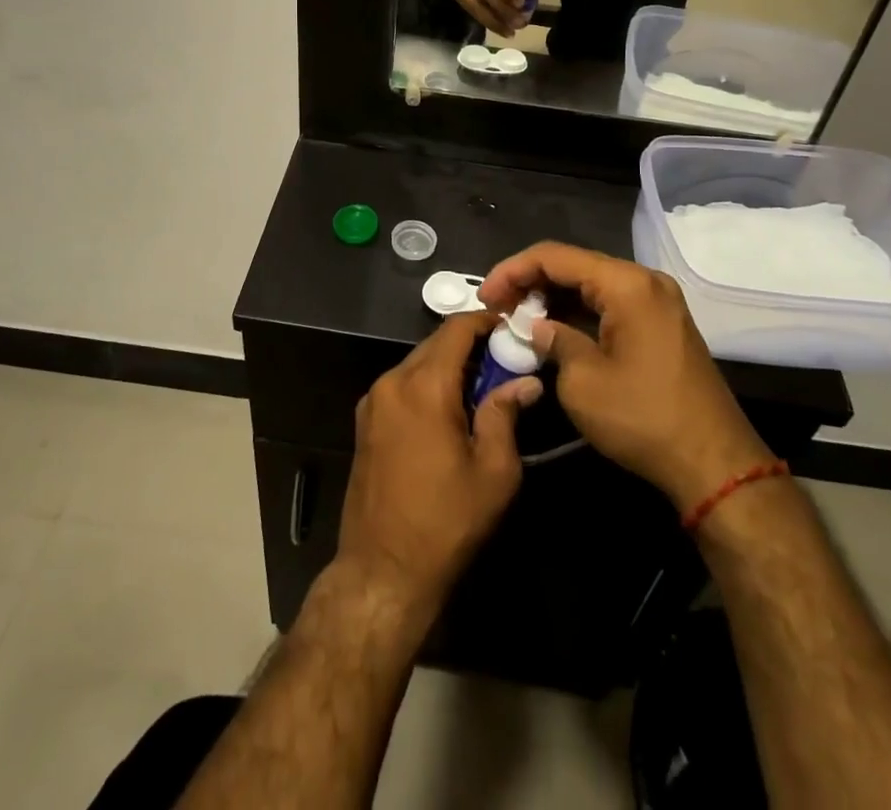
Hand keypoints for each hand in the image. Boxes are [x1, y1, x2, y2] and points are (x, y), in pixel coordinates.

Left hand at [336, 311, 541, 626]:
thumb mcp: (493, 471)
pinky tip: (448, 411)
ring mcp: (373, 401)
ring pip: (417, 363)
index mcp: (424, 386)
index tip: (511, 329)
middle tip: (503, 363)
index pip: (456, 329)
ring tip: (480, 390)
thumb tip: (526, 381)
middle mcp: (392, 381)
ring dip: (447, 367)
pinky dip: (427, 384)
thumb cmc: (446, 522)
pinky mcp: (364, 421)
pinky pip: (402, 385)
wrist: (383, 570)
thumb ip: (506, 414)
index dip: (485, 321)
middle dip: (469, 346)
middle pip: (435, 344)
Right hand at [479, 243, 774, 510]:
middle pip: (575, 265)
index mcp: (626, 284)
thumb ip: (554, 340)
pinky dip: (579, 312)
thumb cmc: (643, 418)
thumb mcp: (583, 381)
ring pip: (592, 284)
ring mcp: (658, 302)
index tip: (485, 296)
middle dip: (531, 281)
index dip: (512, 270)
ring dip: (554, 297)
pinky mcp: (661, 325)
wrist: (715, 464)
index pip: (555, 256)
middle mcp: (645, 281)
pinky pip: (611, 304)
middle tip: (497, 307)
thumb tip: (540, 328)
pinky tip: (553, 328)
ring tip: (517, 317)